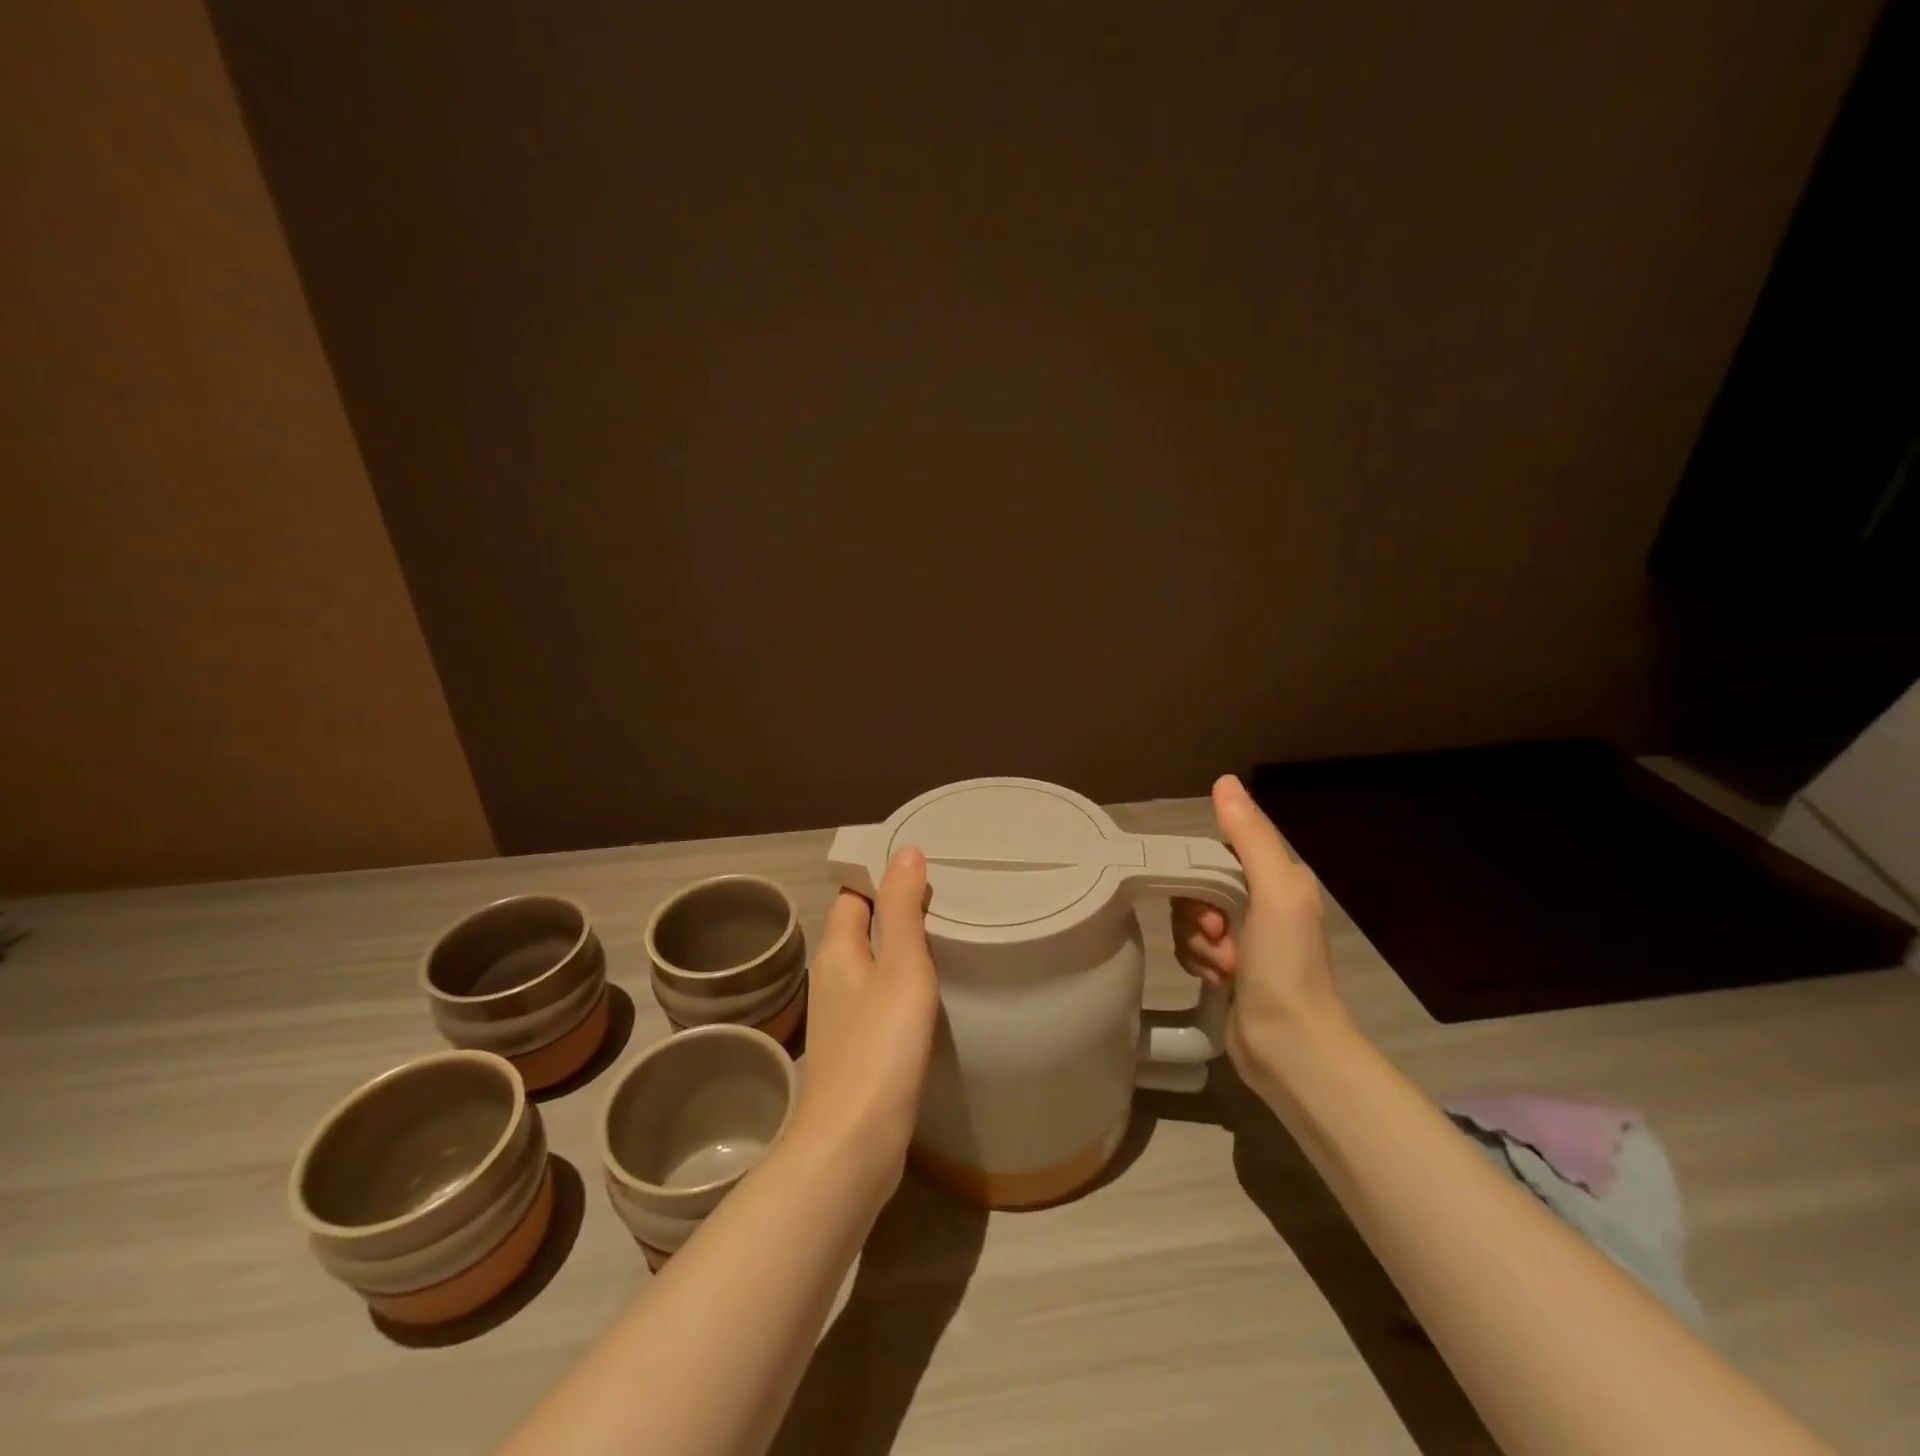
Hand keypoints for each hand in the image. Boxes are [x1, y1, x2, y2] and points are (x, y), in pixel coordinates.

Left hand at [793, 849, 941, 1190]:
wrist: (852, 1143)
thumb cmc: (880, 1045)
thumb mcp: (900, 966)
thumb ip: (902, 908)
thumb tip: (905, 851)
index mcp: (837, 951)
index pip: (853, 894)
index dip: (879, 874)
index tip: (921, 863)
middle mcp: (832, 977)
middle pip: (860, 927)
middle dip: (894, 908)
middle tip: (945, 896)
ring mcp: (841, 1016)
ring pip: (870, 964)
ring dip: (898, 947)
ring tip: (943, 935)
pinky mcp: (856, 1049)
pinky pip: (877, 998)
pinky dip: (899, 984)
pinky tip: (928, 993)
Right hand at [1172, 775, 1350, 1088]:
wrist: (1290, 1047)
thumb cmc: (1287, 965)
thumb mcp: (1275, 891)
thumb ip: (1250, 836)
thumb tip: (1225, 781)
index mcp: (1278, 879)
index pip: (1219, 851)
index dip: (1202, 871)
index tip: (1210, 902)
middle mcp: (1260, 903)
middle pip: (1198, 885)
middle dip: (1198, 913)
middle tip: (1220, 937)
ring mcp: (1243, 939)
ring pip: (1189, 918)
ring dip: (1197, 943)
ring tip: (1224, 968)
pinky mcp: (1226, 969)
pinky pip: (1189, 948)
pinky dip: (1197, 963)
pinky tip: (1218, 982)